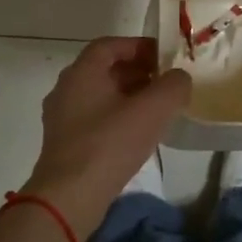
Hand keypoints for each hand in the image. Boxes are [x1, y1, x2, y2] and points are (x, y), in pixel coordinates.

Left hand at [22, 37, 190, 236]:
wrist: (70, 196)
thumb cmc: (110, 144)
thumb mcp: (153, 110)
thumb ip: (173, 86)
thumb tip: (179, 78)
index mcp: (82, 72)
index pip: (110, 45)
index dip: (139, 46)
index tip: (165, 57)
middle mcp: (67, 89)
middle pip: (105, 69)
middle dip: (137, 71)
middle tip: (165, 83)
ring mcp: (62, 117)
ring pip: (100, 95)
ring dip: (129, 96)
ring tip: (157, 109)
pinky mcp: (65, 143)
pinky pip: (95, 118)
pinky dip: (117, 116)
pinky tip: (137, 134)